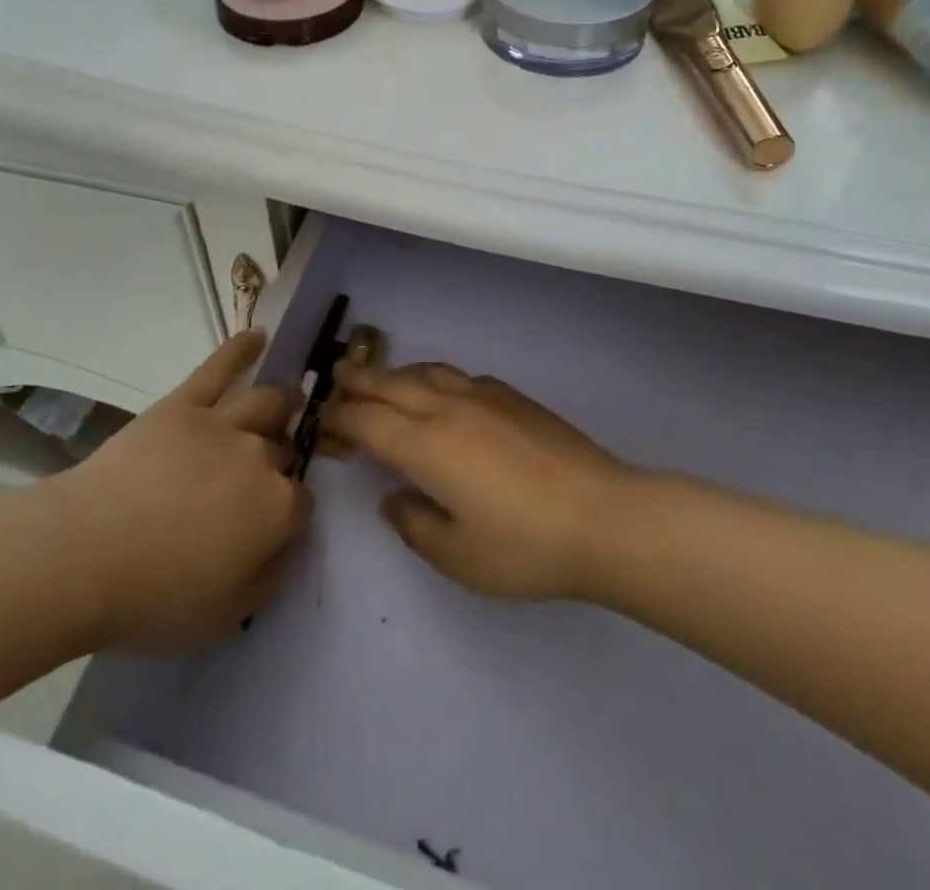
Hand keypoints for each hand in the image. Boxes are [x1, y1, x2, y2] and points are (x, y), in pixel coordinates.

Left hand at [55, 332, 311, 651]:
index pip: (302, 502)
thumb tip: (287, 546)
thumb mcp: (226, 616)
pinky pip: (218, 368)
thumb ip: (269, 577)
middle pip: (283, 450)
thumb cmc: (154, 597)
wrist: (85, 553)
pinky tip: (258, 335)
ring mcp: (222, 423)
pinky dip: (240, 350)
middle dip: (281, 459)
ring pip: (267, 402)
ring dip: (283, 400)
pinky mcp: (184, 404)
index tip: (272, 527)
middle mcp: (260, 456)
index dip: (290, 514)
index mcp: (276, 508)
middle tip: (265, 473)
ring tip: (289, 398)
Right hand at [325, 364, 630, 601]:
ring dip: (396, 374)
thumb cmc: (526, 547)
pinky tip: (442, 393)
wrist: (605, 517)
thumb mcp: (460, 557)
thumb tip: (392, 499)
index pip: (368, 422)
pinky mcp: (513, 397)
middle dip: (359, 382)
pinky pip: (460, 376)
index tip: (324, 421)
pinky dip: (435, 378)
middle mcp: (448, 409)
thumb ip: (415, 526)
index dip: (341, 419)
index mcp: (426, 447)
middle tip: (337, 381)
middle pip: (391, 384)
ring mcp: (483, 396)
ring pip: (427, 371)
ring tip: (383, 382)